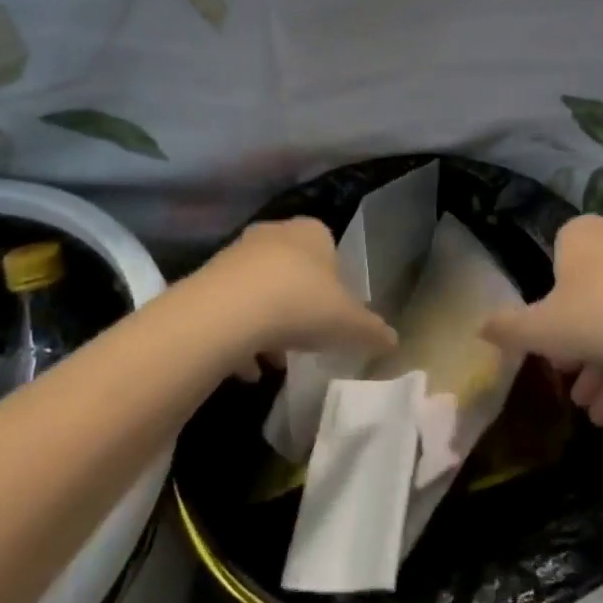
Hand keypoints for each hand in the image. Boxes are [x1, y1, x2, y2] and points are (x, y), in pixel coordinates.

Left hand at [193, 218, 396, 376]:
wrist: (230, 311)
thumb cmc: (302, 304)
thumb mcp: (349, 323)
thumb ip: (372, 330)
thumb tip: (394, 341)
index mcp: (312, 232)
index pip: (329, 251)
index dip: (333, 286)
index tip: (333, 318)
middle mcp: (275, 234)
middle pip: (292, 271)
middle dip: (298, 305)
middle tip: (305, 339)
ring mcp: (237, 254)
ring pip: (260, 290)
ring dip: (267, 324)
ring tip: (274, 362)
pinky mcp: (208, 279)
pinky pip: (230, 309)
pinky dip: (239, 337)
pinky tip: (246, 370)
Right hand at [481, 216, 602, 425]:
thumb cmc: (597, 314)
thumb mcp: (541, 328)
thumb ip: (508, 329)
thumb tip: (479, 328)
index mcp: (580, 234)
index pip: (556, 262)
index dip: (548, 307)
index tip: (547, 344)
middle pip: (588, 295)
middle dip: (577, 345)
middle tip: (567, 380)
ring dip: (601, 364)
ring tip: (590, 410)